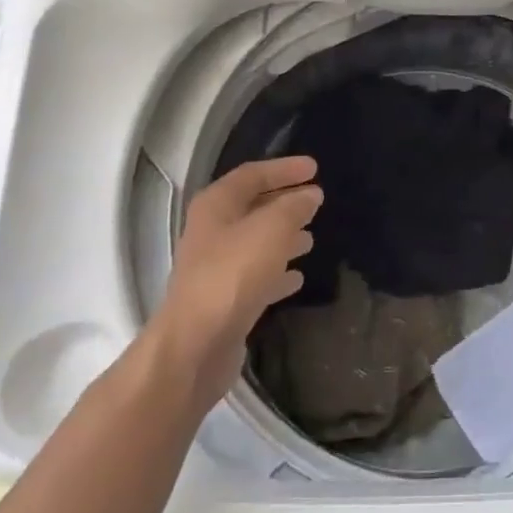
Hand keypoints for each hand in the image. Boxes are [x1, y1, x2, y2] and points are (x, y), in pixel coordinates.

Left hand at [148, 156, 321, 413]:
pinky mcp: (225, 300)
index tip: (314, 168)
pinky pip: (257, 276)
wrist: (196, 345)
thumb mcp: (271, 229)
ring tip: (312, 237)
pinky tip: (298, 277)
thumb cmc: (233, 274)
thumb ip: (293, 207)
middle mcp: (212, 232)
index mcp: (216, 206)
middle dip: (284, 202)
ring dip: (283, 237)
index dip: (283, 169)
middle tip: (316, 200)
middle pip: (252, 207)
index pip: (252, 175)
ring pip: (256, 242)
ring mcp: (216, 268)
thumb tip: (310, 195)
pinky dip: (278, 272)